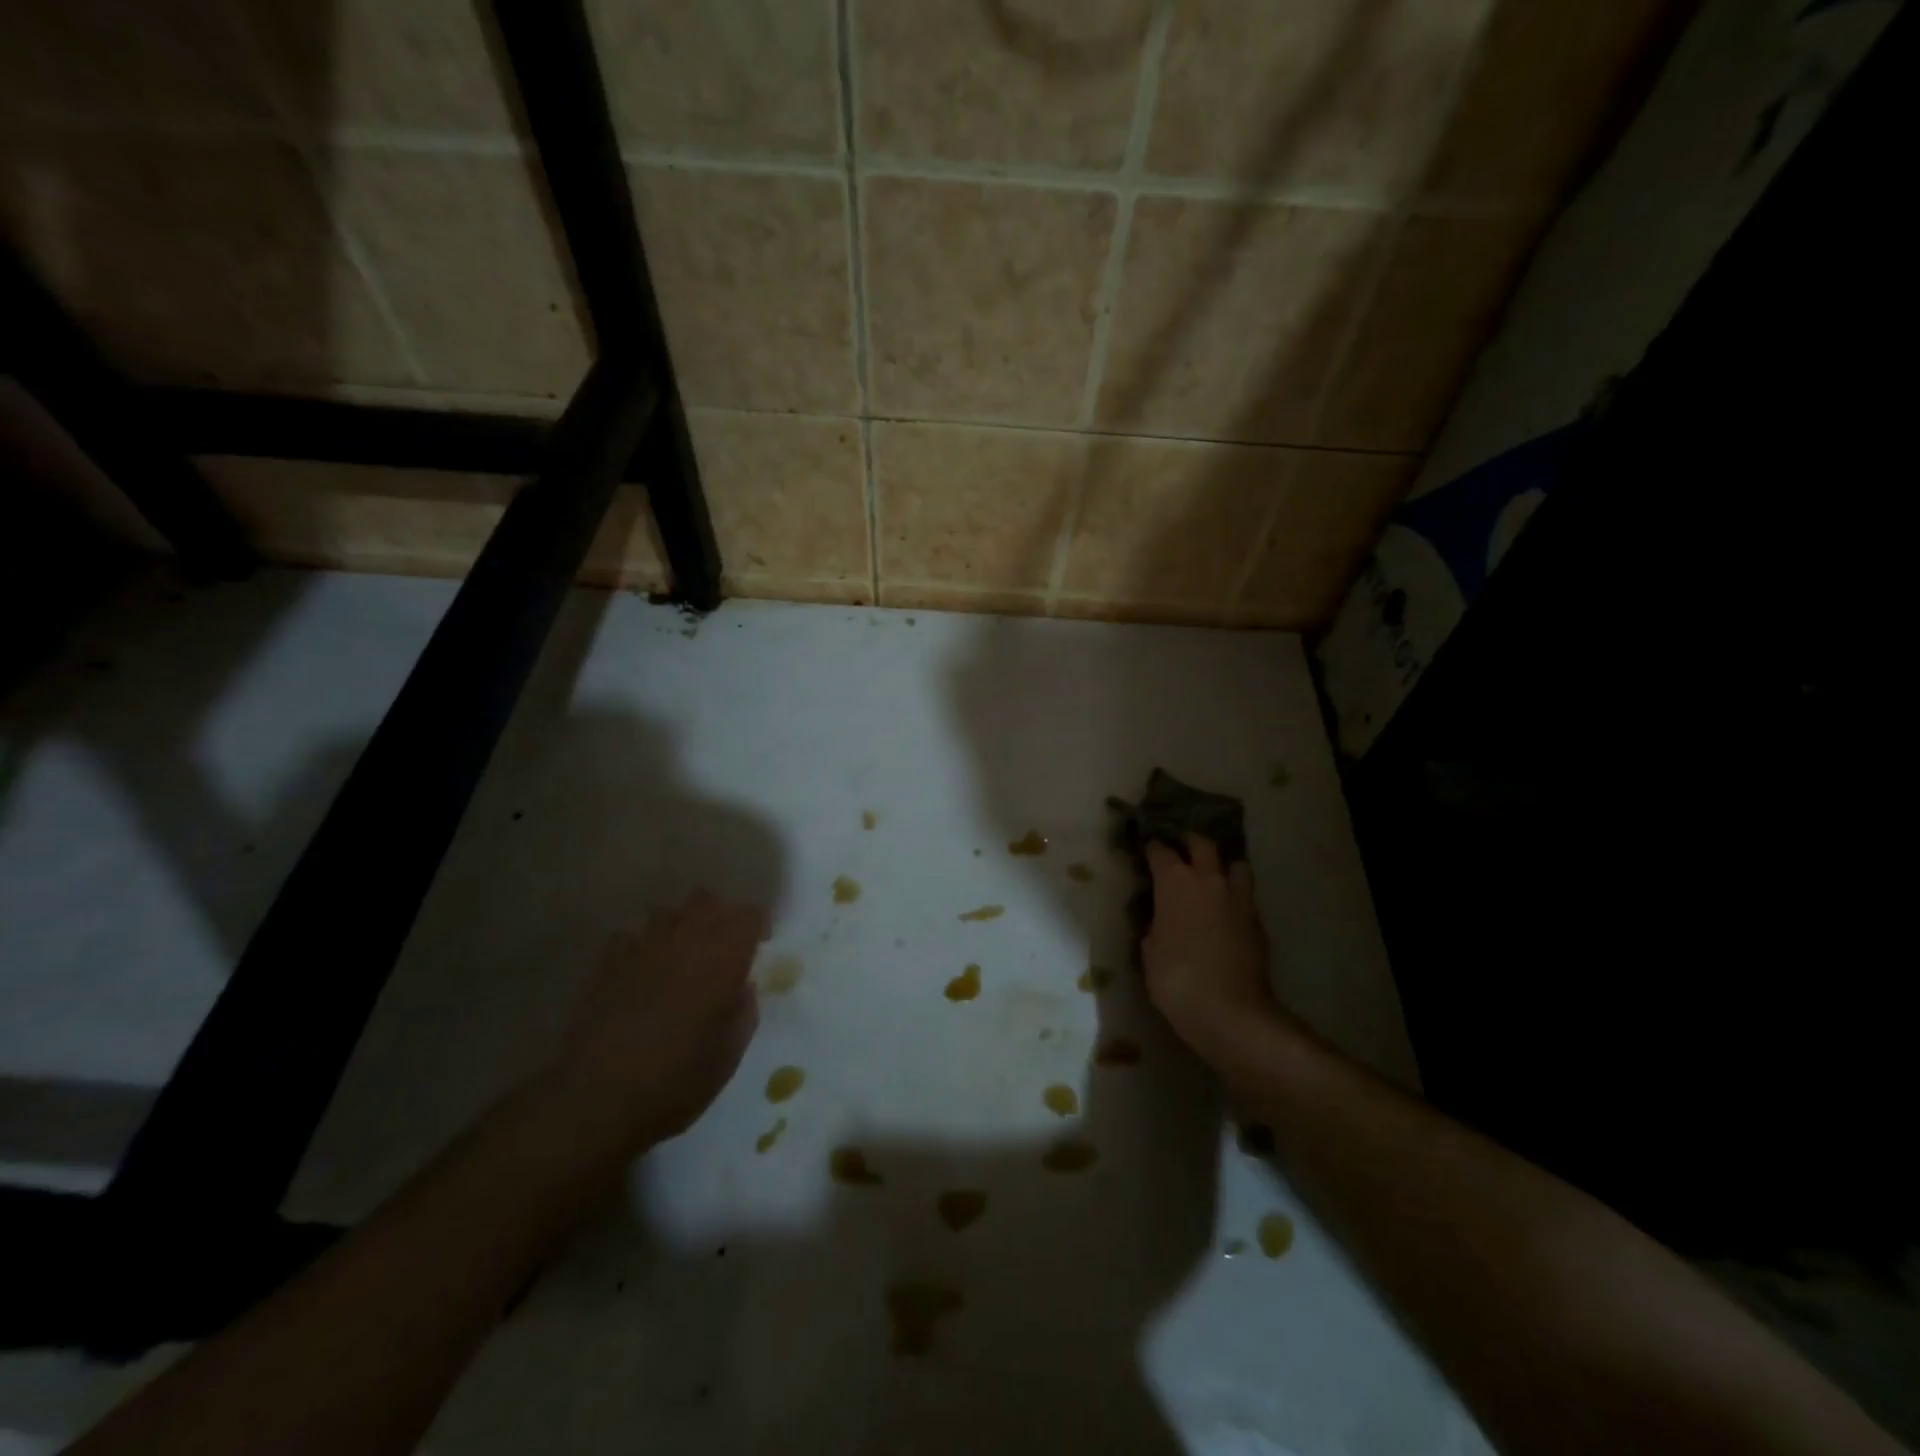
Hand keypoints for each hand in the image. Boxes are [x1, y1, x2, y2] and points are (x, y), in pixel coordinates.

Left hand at [538, 891, 765, 1152]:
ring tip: (678, 959)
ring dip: (678, 928)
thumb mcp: (728, 1055)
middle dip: (718, 916)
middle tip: (720, 948)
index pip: (747, 915)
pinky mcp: (604, 966)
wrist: (597, 1101)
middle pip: (706, 901)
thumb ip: (743, 1011)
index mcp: (721, 959)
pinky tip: (639, 975)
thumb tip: (743, 987)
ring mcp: (639, 949)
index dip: (756, 927)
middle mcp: (682, 941)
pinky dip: (638, 948)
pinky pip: (627, 938)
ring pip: (665, 913)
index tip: (757, 949)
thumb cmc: (676, 1081)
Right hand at [1142, 835, 1279, 1069]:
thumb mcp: (1150, 950)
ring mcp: (1238, 898)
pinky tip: (1224, 913)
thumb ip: (1155, 924)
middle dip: (1189, 842)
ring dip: (1221, 866)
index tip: (1147, 850)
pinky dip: (1233, 897)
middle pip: (1202, 844)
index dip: (1153, 848)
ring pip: (1234, 865)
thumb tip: (1162, 919)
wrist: (1231, 1011)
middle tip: (1180, 849)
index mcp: (1175, 882)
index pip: (1161, 851)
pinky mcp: (1257, 921)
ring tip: (1211, 878)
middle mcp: (1209, 880)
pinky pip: (1244, 896)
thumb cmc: (1176, 978)